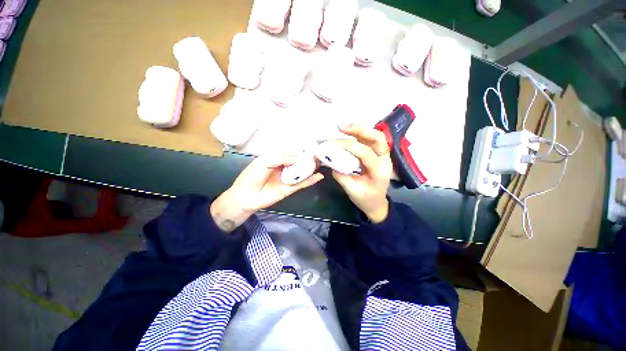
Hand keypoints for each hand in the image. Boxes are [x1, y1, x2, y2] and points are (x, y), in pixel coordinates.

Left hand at [210, 154, 323, 231]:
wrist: (246, 196)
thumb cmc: (252, 175)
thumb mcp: (265, 161)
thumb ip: (282, 158)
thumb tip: (299, 157)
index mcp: (278, 159)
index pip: (292, 152)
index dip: (302, 149)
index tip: (313, 145)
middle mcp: (285, 168)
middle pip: (299, 162)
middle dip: (309, 158)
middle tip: (320, 154)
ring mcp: (288, 178)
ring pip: (302, 172)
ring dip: (312, 168)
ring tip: (322, 163)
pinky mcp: (290, 189)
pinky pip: (302, 184)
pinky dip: (311, 180)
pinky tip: (319, 176)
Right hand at [331, 124, 392, 222]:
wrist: (377, 203)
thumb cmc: (366, 199)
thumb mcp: (352, 191)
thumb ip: (341, 176)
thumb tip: (330, 160)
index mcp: (380, 172)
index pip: (366, 153)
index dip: (349, 146)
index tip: (333, 144)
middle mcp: (385, 160)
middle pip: (377, 138)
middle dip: (359, 129)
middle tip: (341, 126)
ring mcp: (382, 155)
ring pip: (375, 136)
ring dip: (359, 129)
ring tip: (342, 126)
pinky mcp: (377, 154)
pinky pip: (370, 140)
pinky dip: (359, 134)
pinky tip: (348, 132)